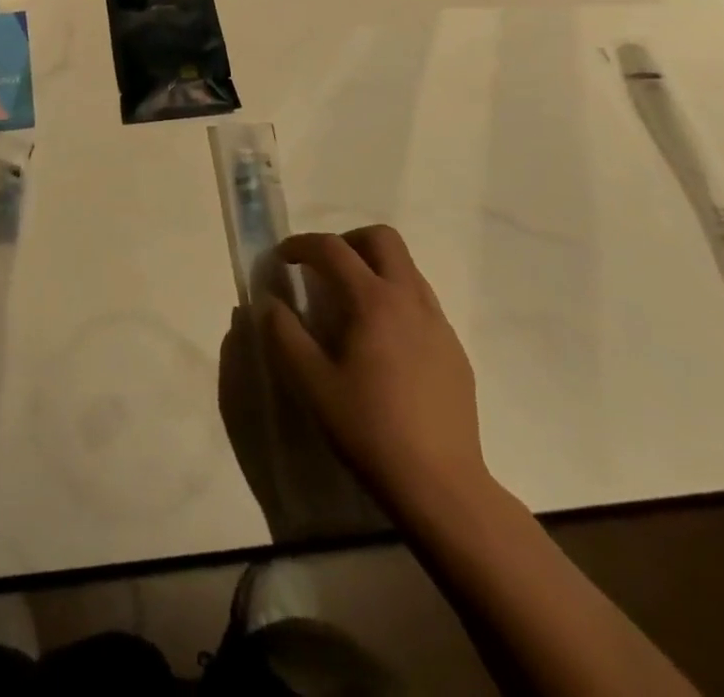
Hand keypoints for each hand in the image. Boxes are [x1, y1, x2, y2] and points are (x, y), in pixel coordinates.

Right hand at [264, 226, 488, 519]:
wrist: (441, 486)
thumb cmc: (369, 430)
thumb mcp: (311, 383)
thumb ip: (284, 334)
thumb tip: (269, 302)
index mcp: (374, 301)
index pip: (332, 249)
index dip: (301, 245)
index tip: (282, 258)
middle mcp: (410, 299)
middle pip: (382, 238)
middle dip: (347, 242)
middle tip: (324, 270)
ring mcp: (438, 323)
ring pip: (406, 267)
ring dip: (374, 268)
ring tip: (350, 305)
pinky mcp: (454, 349)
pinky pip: (421, 301)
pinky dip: (395, 299)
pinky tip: (382, 342)